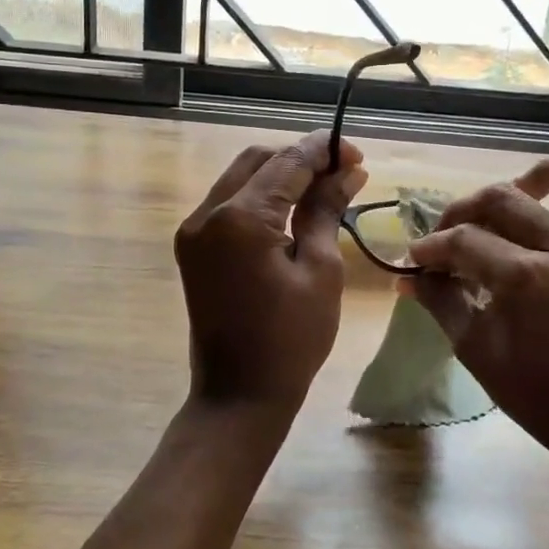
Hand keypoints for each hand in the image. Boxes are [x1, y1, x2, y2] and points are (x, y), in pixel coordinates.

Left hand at [174, 130, 367, 422]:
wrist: (238, 396)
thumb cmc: (290, 340)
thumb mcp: (320, 270)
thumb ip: (326, 211)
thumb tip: (347, 171)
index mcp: (239, 218)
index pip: (287, 163)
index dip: (323, 152)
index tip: (356, 155)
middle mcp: (206, 213)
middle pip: (258, 161)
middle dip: (300, 159)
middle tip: (342, 172)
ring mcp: (193, 230)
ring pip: (241, 178)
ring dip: (280, 176)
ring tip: (323, 189)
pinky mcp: (192, 247)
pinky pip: (229, 204)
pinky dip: (261, 198)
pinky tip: (292, 210)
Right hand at [404, 158, 548, 469]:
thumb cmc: (539, 396)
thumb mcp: (476, 351)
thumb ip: (441, 303)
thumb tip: (410, 276)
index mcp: (523, 276)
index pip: (462, 240)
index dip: (431, 247)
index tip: (417, 261)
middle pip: (506, 199)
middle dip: (465, 209)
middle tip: (450, 233)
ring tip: (526, 188)